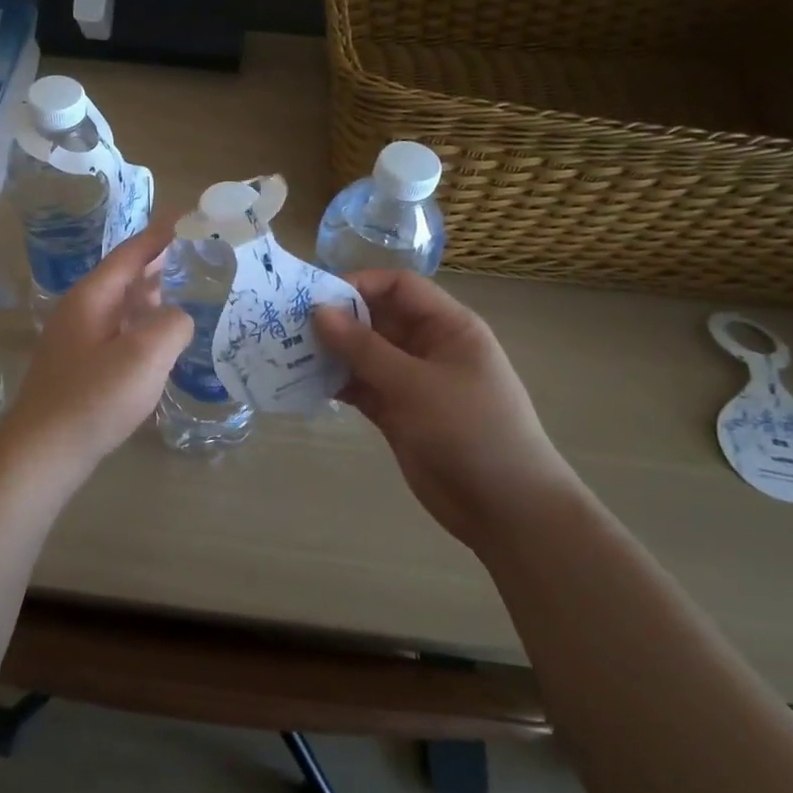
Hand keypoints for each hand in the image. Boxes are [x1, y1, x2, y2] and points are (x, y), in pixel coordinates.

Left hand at [0, 222, 190, 474]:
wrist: (43, 452)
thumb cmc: (93, 398)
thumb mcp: (145, 356)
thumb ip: (172, 325)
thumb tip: (178, 318)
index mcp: (92, 296)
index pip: (132, 252)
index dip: (162, 234)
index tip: (191, 218)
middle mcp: (81, 310)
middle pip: (125, 275)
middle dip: (161, 263)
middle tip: (200, 256)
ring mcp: (76, 339)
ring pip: (121, 305)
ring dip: (152, 295)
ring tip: (187, 293)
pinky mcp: (79, 366)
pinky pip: (118, 331)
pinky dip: (143, 324)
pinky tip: (160, 341)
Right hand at [314, 270, 583, 548]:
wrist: (506, 508)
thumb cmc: (471, 431)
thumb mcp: (416, 385)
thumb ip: (364, 348)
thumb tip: (319, 311)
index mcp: (448, 327)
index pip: (399, 287)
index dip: (360, 284)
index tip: (315, 297)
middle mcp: (428, 347)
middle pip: (377, 318)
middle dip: (337, 319)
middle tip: (288, 325)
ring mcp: (412, 382)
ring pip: (364, 354)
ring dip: (331, 352)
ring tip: (287, 352)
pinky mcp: (398, 413)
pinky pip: (361, 387)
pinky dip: (336, 384)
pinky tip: (303, 383)